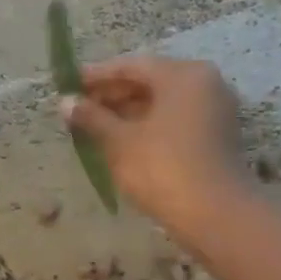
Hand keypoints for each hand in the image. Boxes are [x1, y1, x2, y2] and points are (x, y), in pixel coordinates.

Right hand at [60, 56, 250, 242]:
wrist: (213, 213)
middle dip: (112, 93)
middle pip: (149, 80)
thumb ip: (91, 117)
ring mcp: (214, 109)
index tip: (68, 84)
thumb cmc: (161, 167)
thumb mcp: (118, 140)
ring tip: (94, 124)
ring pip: (162, 100)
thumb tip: (65, 102)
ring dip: (127, 110)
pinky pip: (174, 117)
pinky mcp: (215, 134)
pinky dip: (147, 123)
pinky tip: (121, 138)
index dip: (96, 76)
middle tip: (79, 106)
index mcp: (182, 75)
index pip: (131, 66)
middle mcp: (204, 83)